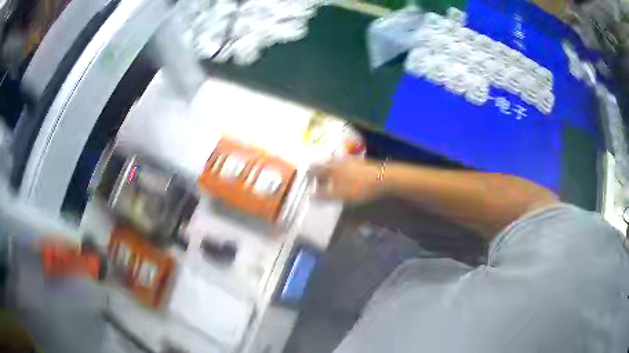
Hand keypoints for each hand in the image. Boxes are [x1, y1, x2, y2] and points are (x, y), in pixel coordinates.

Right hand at [309, 158, 384, 203]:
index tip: (307, 182)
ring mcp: (351, 160)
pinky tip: (346, 179)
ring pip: (336, 165)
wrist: (385, 178)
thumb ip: (324, 196)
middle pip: (325, 165)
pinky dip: (342, 172)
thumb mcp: (340, 195)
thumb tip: (311, 196)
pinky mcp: (361, 163)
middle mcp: (339, 161)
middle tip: (318, 182)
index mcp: (332, 167)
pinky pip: (346, 166)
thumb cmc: (360, 187)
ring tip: (331, 182)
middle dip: (320, 173)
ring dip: (331, 172)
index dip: (310, 175)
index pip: (315, 168)